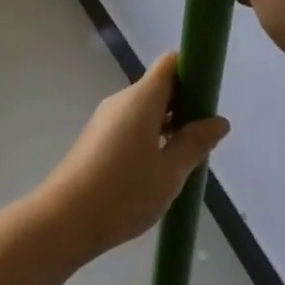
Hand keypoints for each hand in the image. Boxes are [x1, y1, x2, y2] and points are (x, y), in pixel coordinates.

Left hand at [31, 54, 229, 259]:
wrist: (64, 220)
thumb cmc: (124, 192)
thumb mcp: (170, 172)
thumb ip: (195, 143)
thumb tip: (219, 121)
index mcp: (141, 98)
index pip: (170, 64)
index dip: (192, 72)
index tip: (209, 98)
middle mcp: (121, 101)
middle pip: (158, 87)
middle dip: (184, 105)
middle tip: (204, 137)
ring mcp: (105, 119)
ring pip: (144, 110)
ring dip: (167, 125)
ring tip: (185, 158)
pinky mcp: (96, 139)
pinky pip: (130, 126)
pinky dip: (149, 137)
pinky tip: (157, 169)